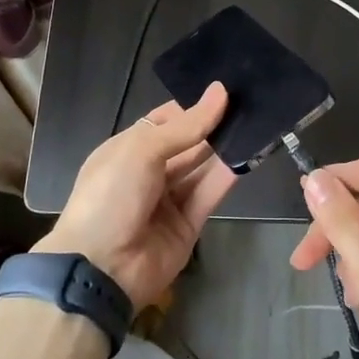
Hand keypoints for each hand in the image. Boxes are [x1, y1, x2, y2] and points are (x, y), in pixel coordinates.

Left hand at [39, 83, 235, 309]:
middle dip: (213, 126)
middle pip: (187, 144)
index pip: (165, 121)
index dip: (192, 107)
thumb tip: (220, 91)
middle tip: (250, 103)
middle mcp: (149, 172)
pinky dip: (228, 176)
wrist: (101, 268)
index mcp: (127, 150)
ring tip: (257, 122)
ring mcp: (168, 200)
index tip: (225, 91)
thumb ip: (186, 125)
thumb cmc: (111, 195)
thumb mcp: (142, 150)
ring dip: (225, 148)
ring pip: (201, 168)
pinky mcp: (188, 225)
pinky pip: (210, 194)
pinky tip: (250, 154)